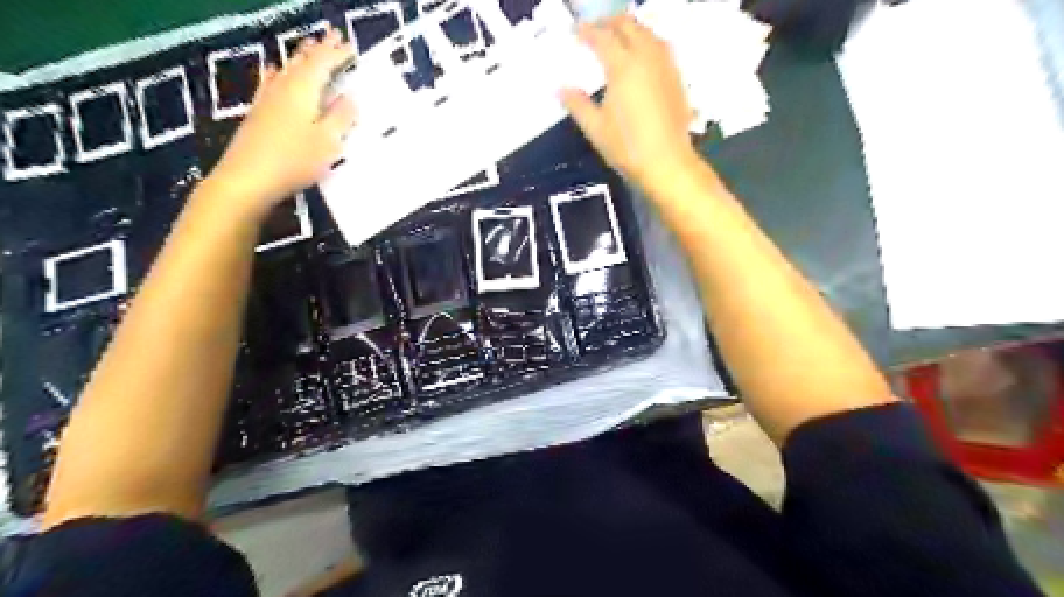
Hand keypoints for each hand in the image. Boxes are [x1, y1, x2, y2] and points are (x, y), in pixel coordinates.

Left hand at [207, 28, 357, 215]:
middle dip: (319, 49)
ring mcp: (268, 98)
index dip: (338, 54)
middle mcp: (284, 87)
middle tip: (333, 37)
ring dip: (301, 57)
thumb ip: (341, 118)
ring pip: (287, 68)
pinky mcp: (259, 112)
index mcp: (304, 90)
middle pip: (302, 61)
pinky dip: (279, 72)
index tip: (351, 46)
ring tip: (310, 47)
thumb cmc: (295, 159)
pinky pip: (271, 81)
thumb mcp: (328, 141)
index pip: (323, 64)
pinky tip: (275, 70)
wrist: (249, 178)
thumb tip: (350, 97)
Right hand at [559, 16, 704, 193]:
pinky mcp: (676, 77)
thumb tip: (561, 89)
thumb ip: (577, 104)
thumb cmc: (627, 147)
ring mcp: (665, 65)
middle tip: (594, 30)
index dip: (586, 32)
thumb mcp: (595, 128)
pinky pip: (661, 46)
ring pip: (648, 32)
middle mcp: (646, 57)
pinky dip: (646, 41)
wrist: (667, 163)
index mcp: (623, 66)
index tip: (575, 32)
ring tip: (617, 38)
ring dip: (630, 28)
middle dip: (609, 23)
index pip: (602, 37)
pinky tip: (640, 56)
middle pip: (628, 25)